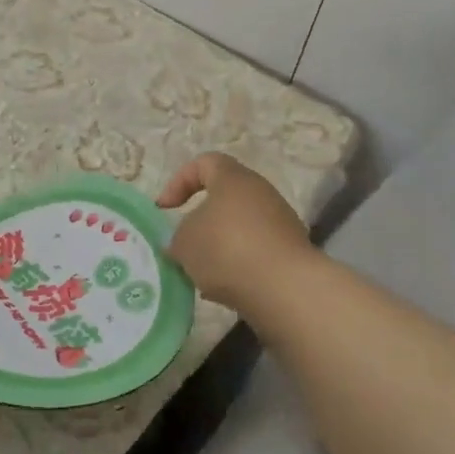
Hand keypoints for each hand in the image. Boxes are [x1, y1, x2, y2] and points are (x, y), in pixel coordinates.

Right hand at [157, 153, 315, 310]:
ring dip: (216, 248)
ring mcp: (281, 225)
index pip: (204, 163)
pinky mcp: (290, 255)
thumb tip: (183, 243)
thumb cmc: (226, 249)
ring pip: (238, 230)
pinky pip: (253, 254)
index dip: (178, 182)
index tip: (165, 209)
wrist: (285, 289)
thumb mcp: (183, 242)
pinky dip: (236, 267)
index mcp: (234, 179)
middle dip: (199, 222)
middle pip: (223, 200)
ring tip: (200, 273)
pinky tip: (222, 290)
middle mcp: (261, 195)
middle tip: (182, 245)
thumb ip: (177, 237)